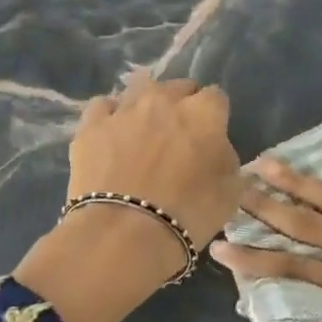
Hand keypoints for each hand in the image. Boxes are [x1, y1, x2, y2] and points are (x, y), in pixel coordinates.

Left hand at [67, 71, 242, 247]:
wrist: (124, 234)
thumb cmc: (188, 214)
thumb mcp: (230, 192)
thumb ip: (227, 159)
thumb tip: (216, 149)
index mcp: (204, 112)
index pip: (216, 96)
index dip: (215, 115)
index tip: (211, 136)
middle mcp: (165, 99)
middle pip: (178, 87)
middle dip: (182, 105)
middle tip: (180, 135)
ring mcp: (125, 109)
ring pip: (140, 89)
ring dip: (147, 104)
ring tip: (144, 130)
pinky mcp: (92, 126)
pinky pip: (103, 106)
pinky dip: (110, 116)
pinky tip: (112, 133)